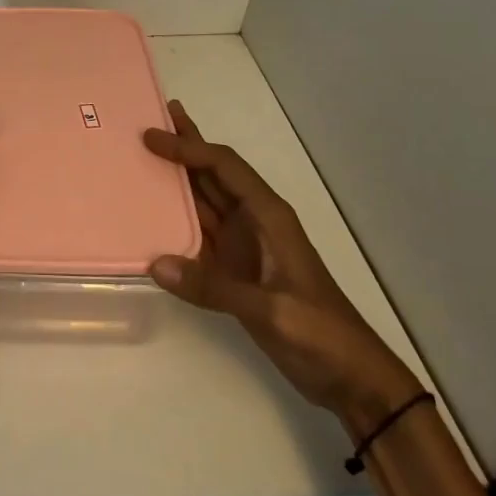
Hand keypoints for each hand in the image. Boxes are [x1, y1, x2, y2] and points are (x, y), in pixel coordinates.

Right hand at [144, 101, 420, 438]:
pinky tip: (151, 216)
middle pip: (213, 173)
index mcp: (268, 216)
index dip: (189, 147)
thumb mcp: (271, 310)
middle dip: (185, 145)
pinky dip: (175, 221)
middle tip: (152, 118)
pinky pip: (198, 236)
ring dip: (177, 178)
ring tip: (144, 155)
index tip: (151, 136)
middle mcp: (253, 221)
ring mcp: (244, 246)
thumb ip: (214, 286)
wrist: (350, 378)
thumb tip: (155, 264)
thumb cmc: (320, 332)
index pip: (223, 167)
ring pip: (204, 200)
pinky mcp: (235, 270)